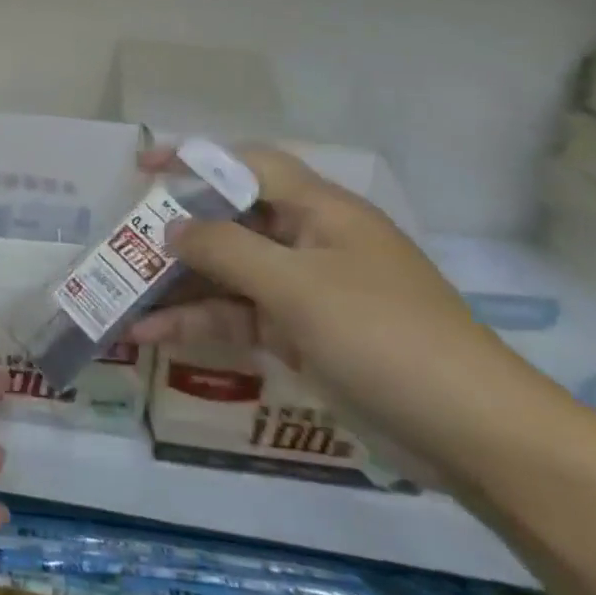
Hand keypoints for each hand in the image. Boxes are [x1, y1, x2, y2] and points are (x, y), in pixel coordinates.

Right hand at [129, 146, 563, 488]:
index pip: (249, 164)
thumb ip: (225, 249)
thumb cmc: (383, 336)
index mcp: (321, 210)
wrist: (473, 435)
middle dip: (177, 232)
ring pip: (229, 273)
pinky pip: (239, 316)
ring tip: (121, 296)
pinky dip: (198, 322)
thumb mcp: (296, 286)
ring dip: (178, 285)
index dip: (195, 159)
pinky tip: (151, 334)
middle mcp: (310, 241)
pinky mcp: (303, 335)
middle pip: (231, 222)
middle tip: (123, 243)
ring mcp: (306, 291)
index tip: (144, 169)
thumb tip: (172, 227)